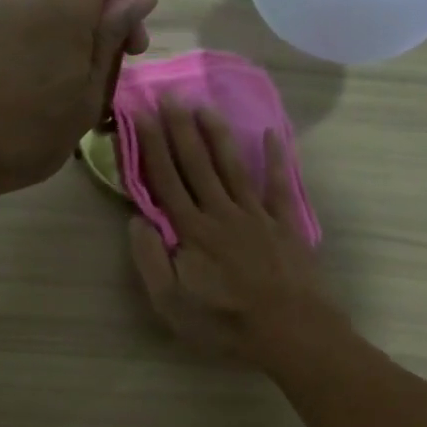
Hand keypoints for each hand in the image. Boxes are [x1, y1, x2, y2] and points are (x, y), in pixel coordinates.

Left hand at [0, 0, 155, 205]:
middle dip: (108, 20)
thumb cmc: (29, 132)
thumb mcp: (87, 95)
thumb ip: (112, 38)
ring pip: (58, 13)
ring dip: (78, 42)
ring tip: (77, 97)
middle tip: (115, 73)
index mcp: (65, 4)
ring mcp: (3, 14)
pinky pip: (32, 30)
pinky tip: (45, 96)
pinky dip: (50, 51)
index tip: (134, 19)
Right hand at [127, 101, 337, 360]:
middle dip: (180, 128)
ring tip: (205, 106)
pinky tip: (271, 135)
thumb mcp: (171, 304)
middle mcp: (221, 213)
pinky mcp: (285, 224)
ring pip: (232, 167)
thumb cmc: (225, 324)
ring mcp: (256, 216)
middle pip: (197, 164)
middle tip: (170, 95)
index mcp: (192, 231)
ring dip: (217, 135)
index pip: (166, 180)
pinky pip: (278, 185)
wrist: (291, 332)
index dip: (151, 145)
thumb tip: (136, 220)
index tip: (141, 113)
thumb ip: (150, 261)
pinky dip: (274, 159)